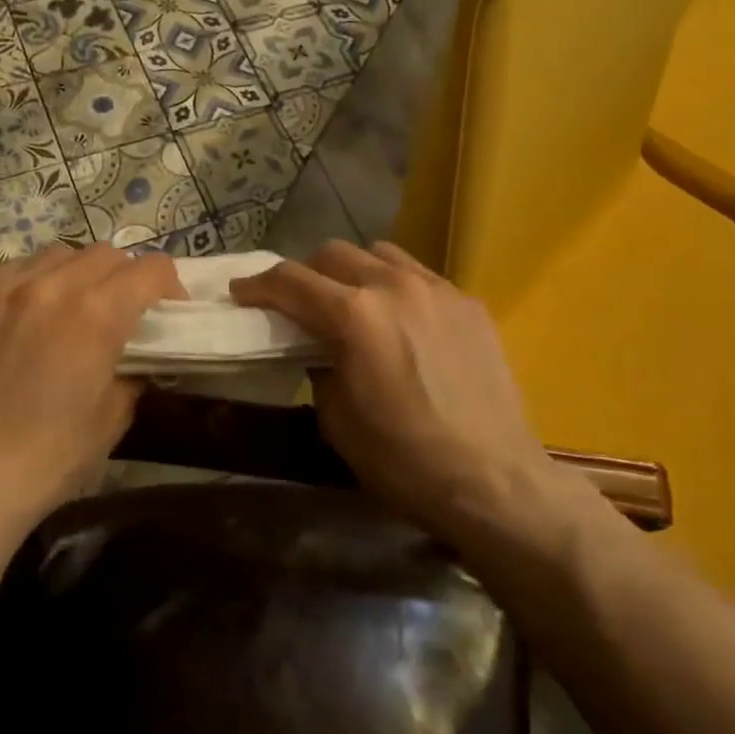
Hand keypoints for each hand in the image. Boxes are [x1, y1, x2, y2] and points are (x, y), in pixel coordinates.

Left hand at [0, 243, 183, 527]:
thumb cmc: (50, 456)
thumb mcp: (113, 417)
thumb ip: (132, 373)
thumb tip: (135, 360)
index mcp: (97, 312)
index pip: (151, 269)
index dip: (170, 286)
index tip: (169, 311)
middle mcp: (52, 286)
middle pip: (106, 254)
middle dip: (127, 277)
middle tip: (125, 311)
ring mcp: (3, 290)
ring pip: (58, 254)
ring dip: (80, 273)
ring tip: (77, 307)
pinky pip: (14, 272)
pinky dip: (36, 283)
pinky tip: (31, 315)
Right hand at [231, 241, 556, 530]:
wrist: (492, 481)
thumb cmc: (403, 461)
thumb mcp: (337, 421)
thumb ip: (319, 369)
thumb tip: (319, 349)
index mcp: (354, 316)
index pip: (291, 281)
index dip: (258, 285)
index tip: (242, 292)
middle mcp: (394, 286)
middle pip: (334, 252)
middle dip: (306, 273)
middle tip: (299, 303)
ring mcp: (438, 289)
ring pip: (381, 253)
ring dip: (354, 271)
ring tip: (353, 302)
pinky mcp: (469, 303)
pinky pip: (421, 276)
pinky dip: (397, 287)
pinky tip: (403, 321)